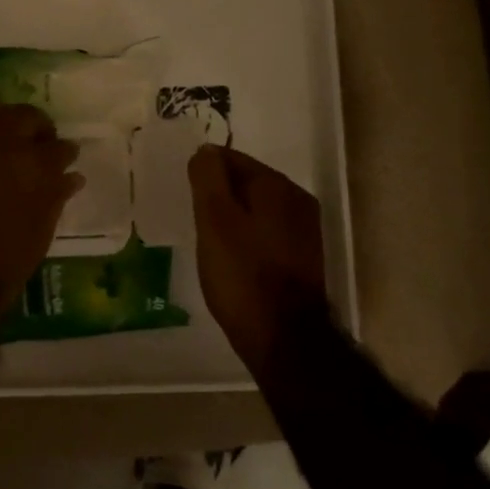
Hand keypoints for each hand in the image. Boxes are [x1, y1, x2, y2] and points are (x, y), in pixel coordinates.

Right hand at [188, 145, 327, 368]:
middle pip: (249, 183)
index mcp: (277, 186)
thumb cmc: (242, 274)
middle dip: (220, 192)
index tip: (184, 189)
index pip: (233, 158)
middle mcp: (298, 201)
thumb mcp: (214, 220)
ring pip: (258, 209)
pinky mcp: (303, 258)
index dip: (205, 170)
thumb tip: (205, 151)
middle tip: (192, 212)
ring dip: (234, 215)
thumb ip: (208, 179)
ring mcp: (304, 231)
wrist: (283, 337)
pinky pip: (267, 233)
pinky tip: (231, 255)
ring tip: (207, 235)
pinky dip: (247, 236)